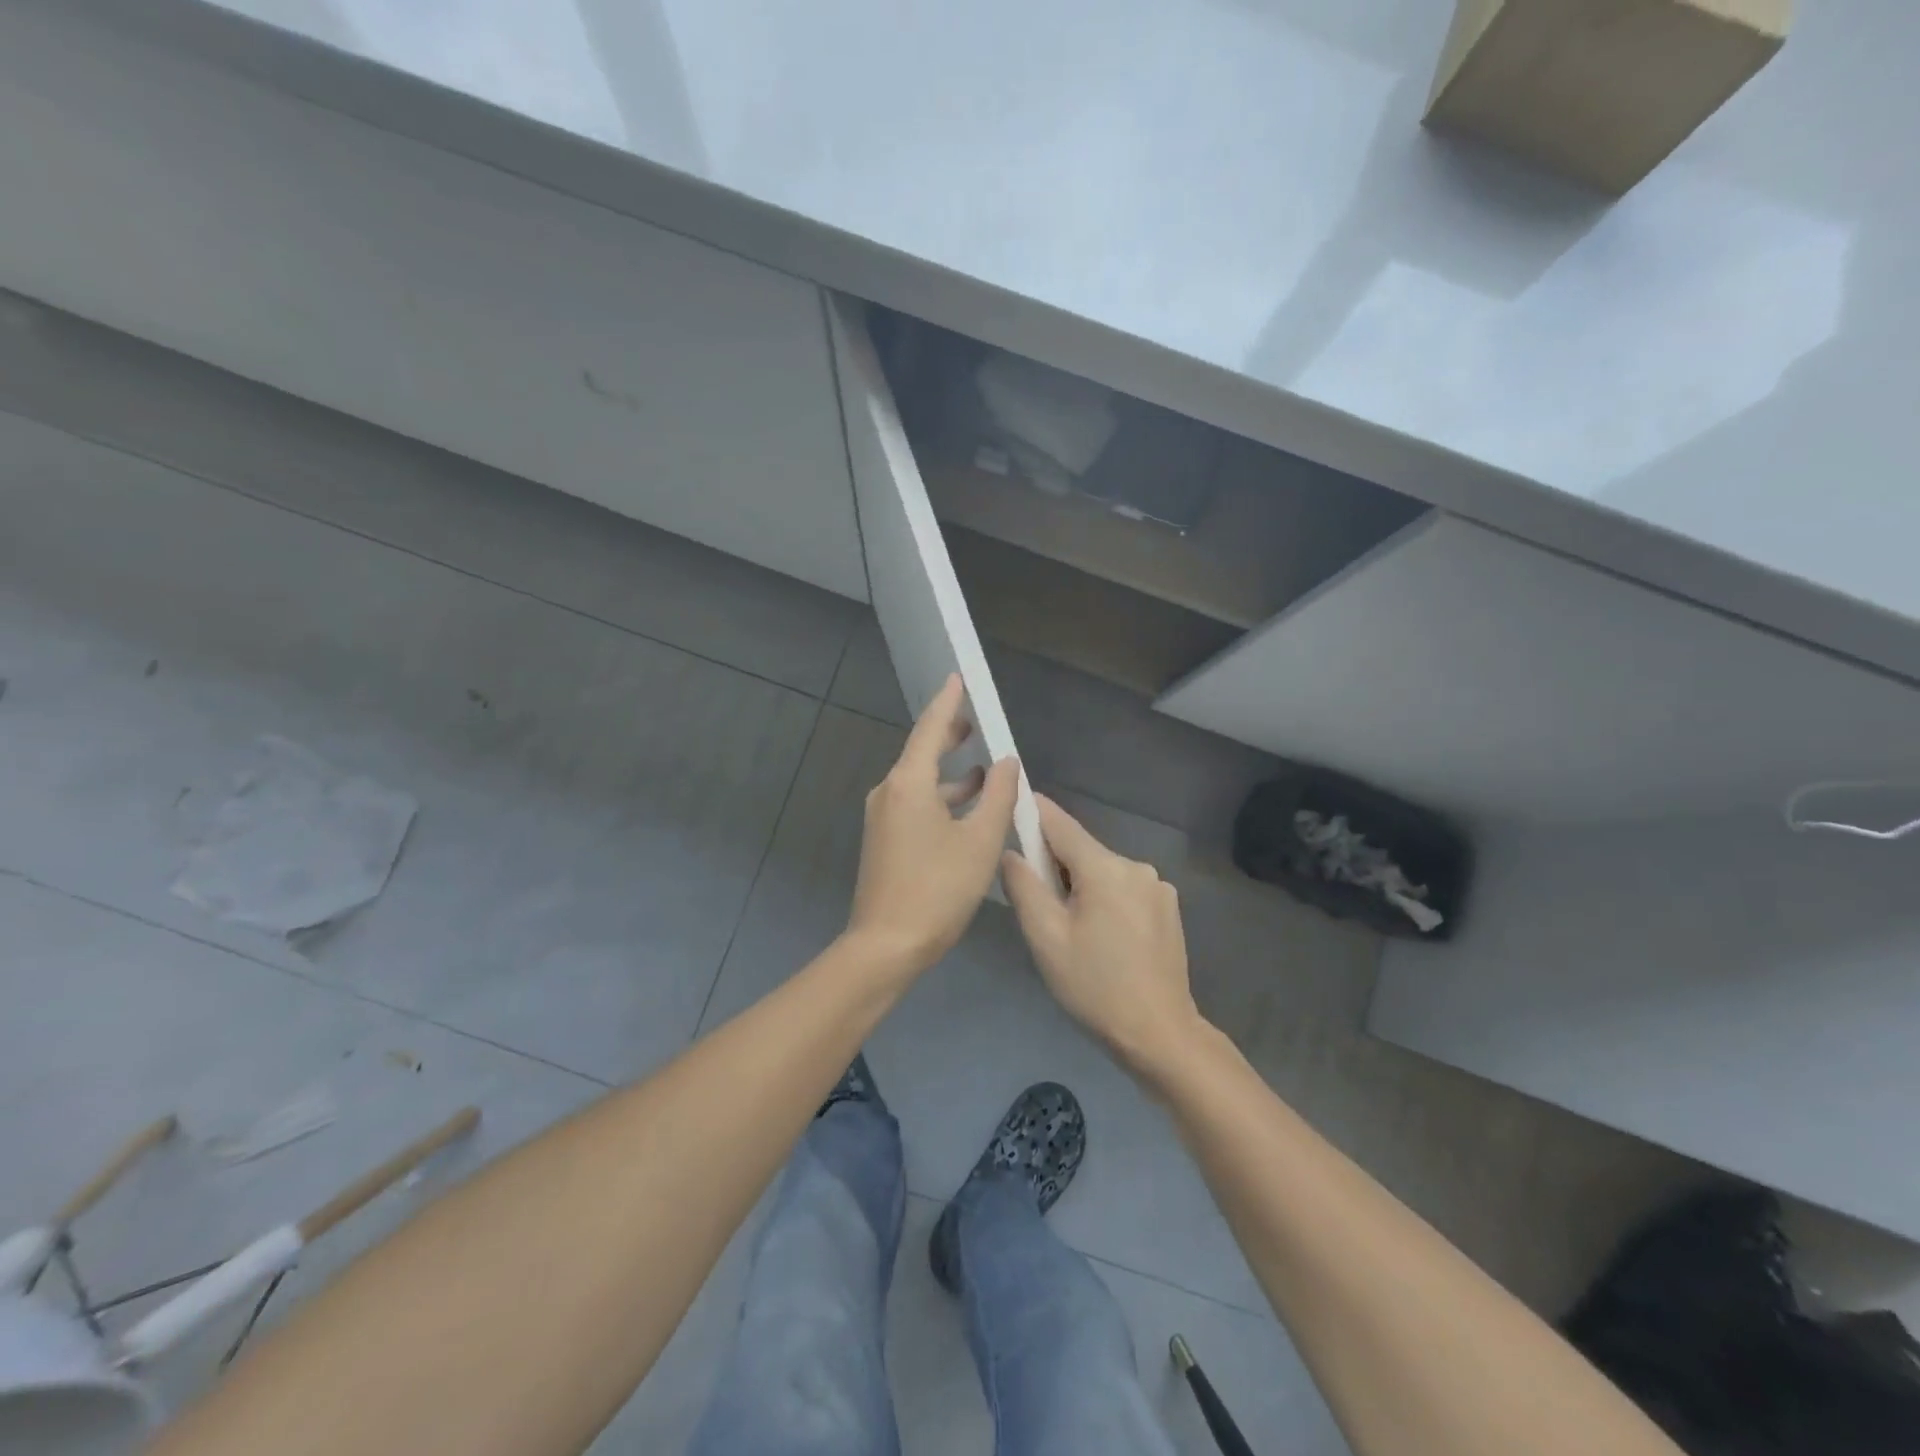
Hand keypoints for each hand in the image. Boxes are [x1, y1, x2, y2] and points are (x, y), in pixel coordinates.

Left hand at [846, 674, 1020, 974]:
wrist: (886, 945)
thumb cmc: (938, 889)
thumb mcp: (980, 840)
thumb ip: (999, 796)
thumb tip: (1008, 762)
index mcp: (909, 783)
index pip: (930, 728)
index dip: (948, 702)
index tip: (957, 678)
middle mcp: (889, 792)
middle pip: (922, 753)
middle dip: (950, 737)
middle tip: (977, 723)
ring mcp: (882, 817)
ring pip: (920, 782)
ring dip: (952, 774)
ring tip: (985, 771)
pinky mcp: (884, 840)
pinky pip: (915, 804)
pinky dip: (941, 798)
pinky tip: (967, 811)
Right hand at [1003, 795, 1206, 1076]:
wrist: (1160, 1034)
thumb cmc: (1094, 987)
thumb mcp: (1046, 938)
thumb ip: (1023, 887)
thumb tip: (1012, 853)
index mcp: (1105, 868)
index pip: (1060, 823)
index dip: (1033, 810)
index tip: (1013, 799)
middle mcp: (1135, 866)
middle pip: (1082, 851)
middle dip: (1055, 866)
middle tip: (1038, 906)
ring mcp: (1157, 887)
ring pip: (1103, 873)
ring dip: (1081, 887)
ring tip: (1072, 932)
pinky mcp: (1168, 908)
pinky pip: (1124, 890)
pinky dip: (1105, 900)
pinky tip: (1102, 939)